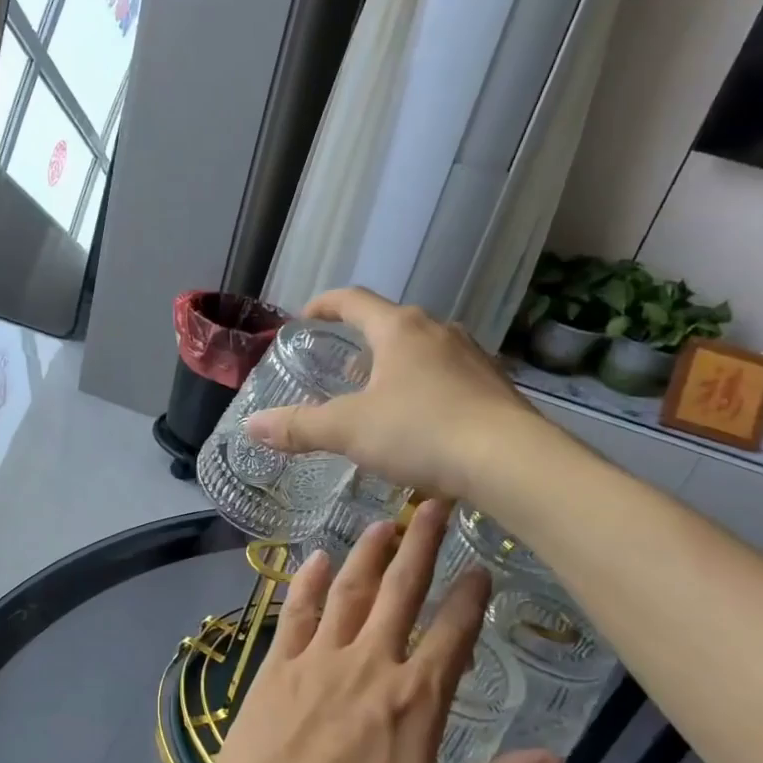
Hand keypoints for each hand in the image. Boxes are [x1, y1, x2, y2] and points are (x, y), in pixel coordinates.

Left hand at [194, 500, 563, 762]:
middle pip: (400, 592)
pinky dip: (308, 582)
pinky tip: (316, 557)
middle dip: (421, 545)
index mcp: (414, 700)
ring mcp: (317, 659)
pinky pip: (296, 612)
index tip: (480, 567)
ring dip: (368, 554)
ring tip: (385, 522)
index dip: (469, 598)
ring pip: (349, 591)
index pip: (452, 635)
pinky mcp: (276, 665)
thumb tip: (560, 762)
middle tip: (433, 504)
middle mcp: (369, 664)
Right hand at [244, 287, 543, 503]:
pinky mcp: (496, 387)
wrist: (510, 461)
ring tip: (381, 398)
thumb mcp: (349, 430)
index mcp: (399, 329)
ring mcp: (473, 357)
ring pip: (424, 351)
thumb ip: (299, 427)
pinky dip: (428, 389)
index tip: (305, 317)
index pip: (354, 301)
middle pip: (392, 325)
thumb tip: (251, 426)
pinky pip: (451, 377)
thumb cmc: (421, 432)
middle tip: (342, 371)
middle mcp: (438, 331)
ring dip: (398, 366)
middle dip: (363, 343)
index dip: (324, 305)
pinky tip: (424, 423)